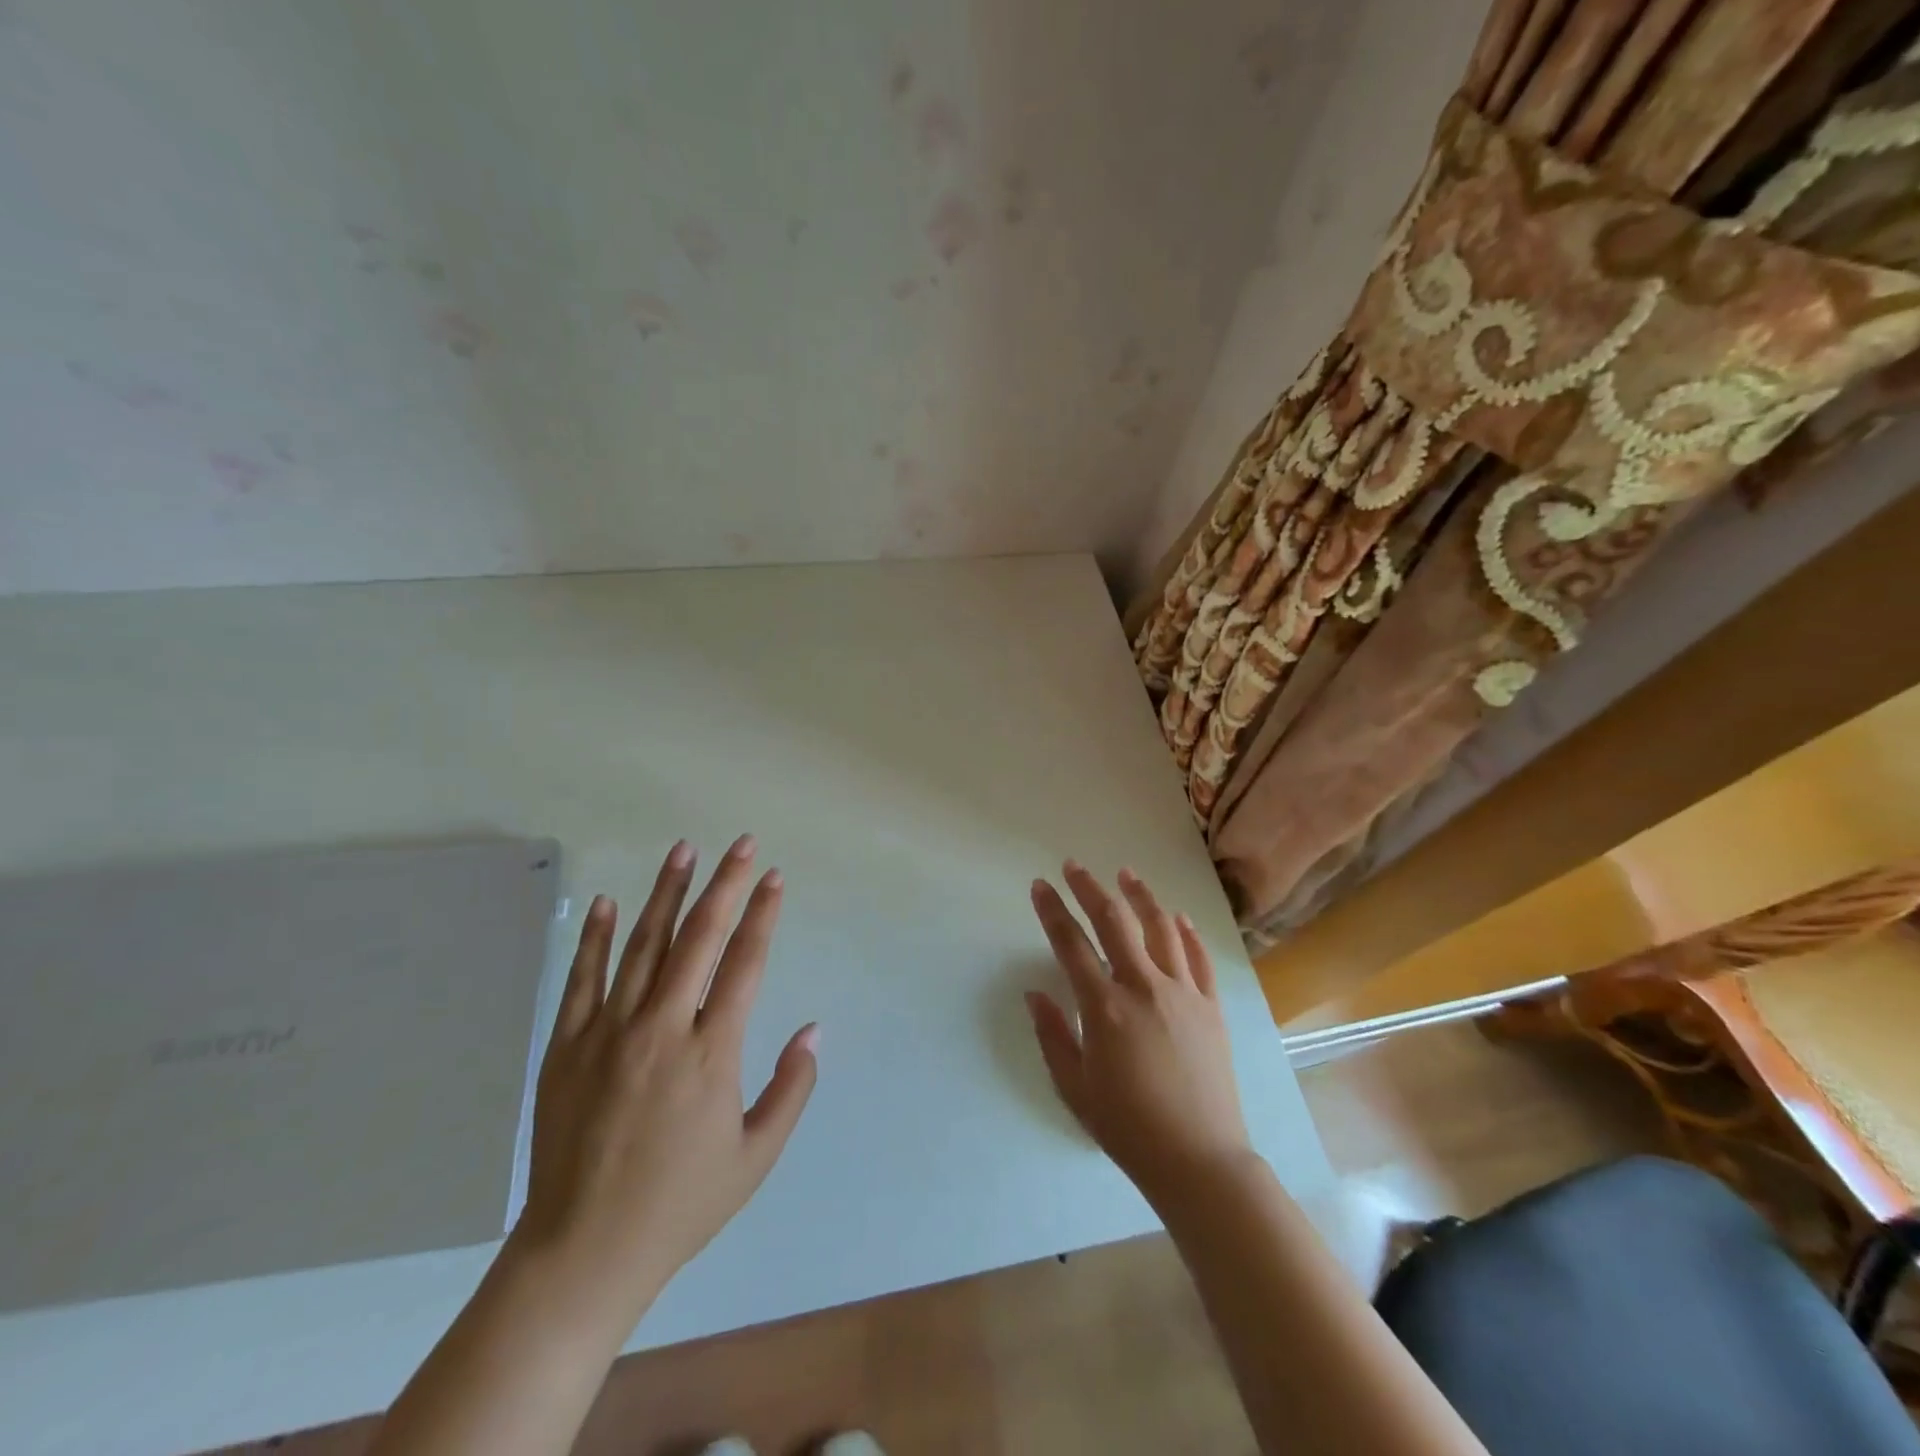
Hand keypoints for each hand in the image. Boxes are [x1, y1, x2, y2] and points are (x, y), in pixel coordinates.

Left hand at [511, 835, 818, 1332]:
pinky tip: (609, 903)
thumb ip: (792, 1088)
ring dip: (666, 893)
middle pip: (699, 938)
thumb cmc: (681, 1204)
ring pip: (643, 946)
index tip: (774, 877)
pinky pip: (583, 980)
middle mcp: (662, 1029)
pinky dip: (596, 938)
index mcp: (712, 1053)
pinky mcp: (566, 1047)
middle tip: (741, 843)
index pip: (745, 963)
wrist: (583, 1252)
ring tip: (683, 850)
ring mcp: (608, 1033)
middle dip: (725, 884)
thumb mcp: (756, 1156)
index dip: (763, 914)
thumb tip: (814, 1029)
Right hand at [1026, 862, 1252, 1207]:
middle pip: (1114, 922)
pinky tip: (1176, 916)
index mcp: (1105, 1007)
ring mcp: (1183, 993)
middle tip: (1073, 866)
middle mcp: (1144, 987)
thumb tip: (1035, 994)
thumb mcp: (1074, 1087)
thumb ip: (1052, 1035)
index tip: (1040, 885)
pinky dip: (1186, 932)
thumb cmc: (1127, 1127)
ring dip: (1140, 896)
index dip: (1052, 910)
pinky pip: (1199, 958)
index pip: (1070, 944)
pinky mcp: (1211, 1006)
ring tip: (1126, 874)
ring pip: (1161, 928)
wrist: (1199, 1160)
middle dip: (1089, 888)